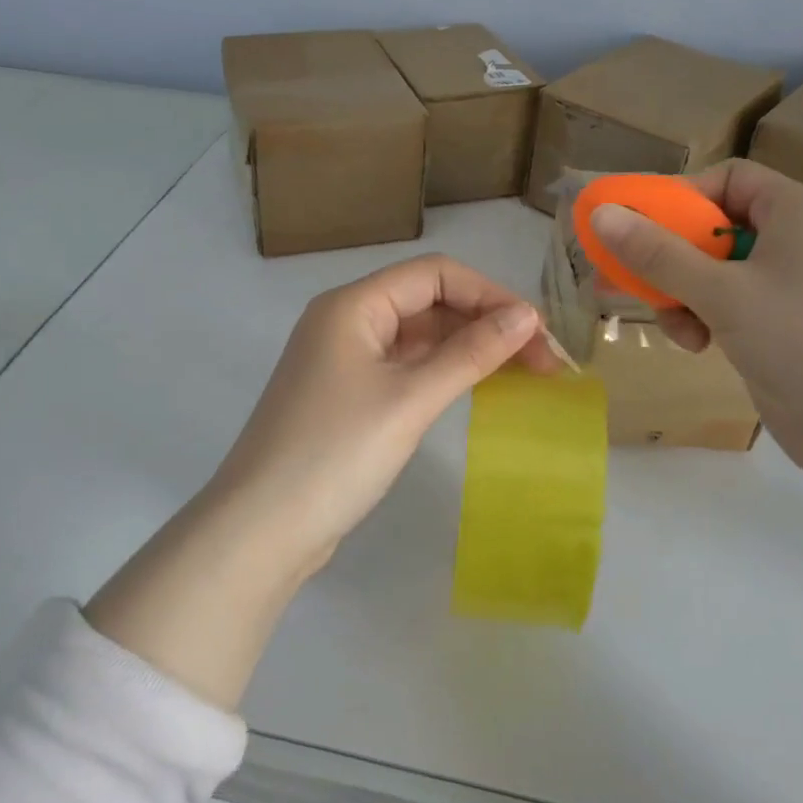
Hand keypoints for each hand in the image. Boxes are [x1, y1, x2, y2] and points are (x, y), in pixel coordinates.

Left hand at [205, 254, 562, 570]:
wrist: (262, 527)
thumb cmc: (336, 454)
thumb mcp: (410, 400)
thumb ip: (470, 354)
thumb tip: (526, 317)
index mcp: (352, 305)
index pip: (434, 274)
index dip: (489, 294)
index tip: (536, 331)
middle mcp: (344, 321)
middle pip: (426, 302)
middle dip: (484, 323)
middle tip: (540, 361)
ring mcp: (342, 360)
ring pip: (416, 337)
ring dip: (465, 348)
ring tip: (520, 374)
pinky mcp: (345, 396)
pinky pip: (402, 367)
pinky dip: (439, 372)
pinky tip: (472, 388)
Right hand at [588, 161, 802, 478]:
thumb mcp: (722, 292)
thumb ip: (657, 254)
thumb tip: (601, 214)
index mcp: (796, 212)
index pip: (728, 179)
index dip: (679, 198)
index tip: (637, 229)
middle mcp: (796, 243)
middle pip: (713, 229)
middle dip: (668, 257)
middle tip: (623, 278)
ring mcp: (790, 289)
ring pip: (714, 274)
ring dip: (681, 295)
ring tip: (675, 327)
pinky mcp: (782, 329)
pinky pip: (728, 307)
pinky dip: (703, 319)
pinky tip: (696, 346)